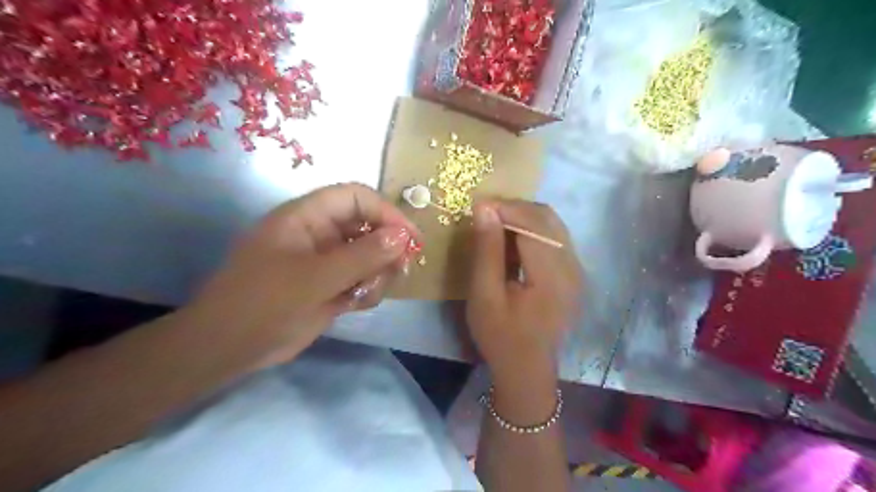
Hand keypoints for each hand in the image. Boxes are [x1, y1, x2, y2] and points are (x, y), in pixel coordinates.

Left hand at [183, 182, 418, 371]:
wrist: (228, 349)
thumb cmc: (264, 304)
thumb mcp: (315, 278)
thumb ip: (362, 256)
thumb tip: (403, 236)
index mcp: (308, 216)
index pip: (356, 197)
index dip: (386, 212)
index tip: (410, 238)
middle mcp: (320, 233)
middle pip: (368, 226)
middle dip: (386, 248)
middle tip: (400, 270)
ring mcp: (327, 260)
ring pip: (370, 255)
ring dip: (377, 273)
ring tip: (365, 294)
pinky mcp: (331, 284)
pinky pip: (362, 278)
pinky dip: (367, 290)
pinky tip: (355, 305)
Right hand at [465, 200, 578, 394]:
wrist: (526, 369)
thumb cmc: (500, 335)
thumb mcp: (485, 295)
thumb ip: (487, 250)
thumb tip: (484, 208)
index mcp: (553, 276)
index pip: (534, 224)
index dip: (506, 208)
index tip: (479, 204)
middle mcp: (572, 267)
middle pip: (548, 218)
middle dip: (515, 209)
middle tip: (486, 212)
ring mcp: (576, 270)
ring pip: (553, 225)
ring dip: (524, 217)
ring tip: (496, 223)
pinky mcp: (573, 274)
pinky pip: (555, 238)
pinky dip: (533, 230)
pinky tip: (513, 239)